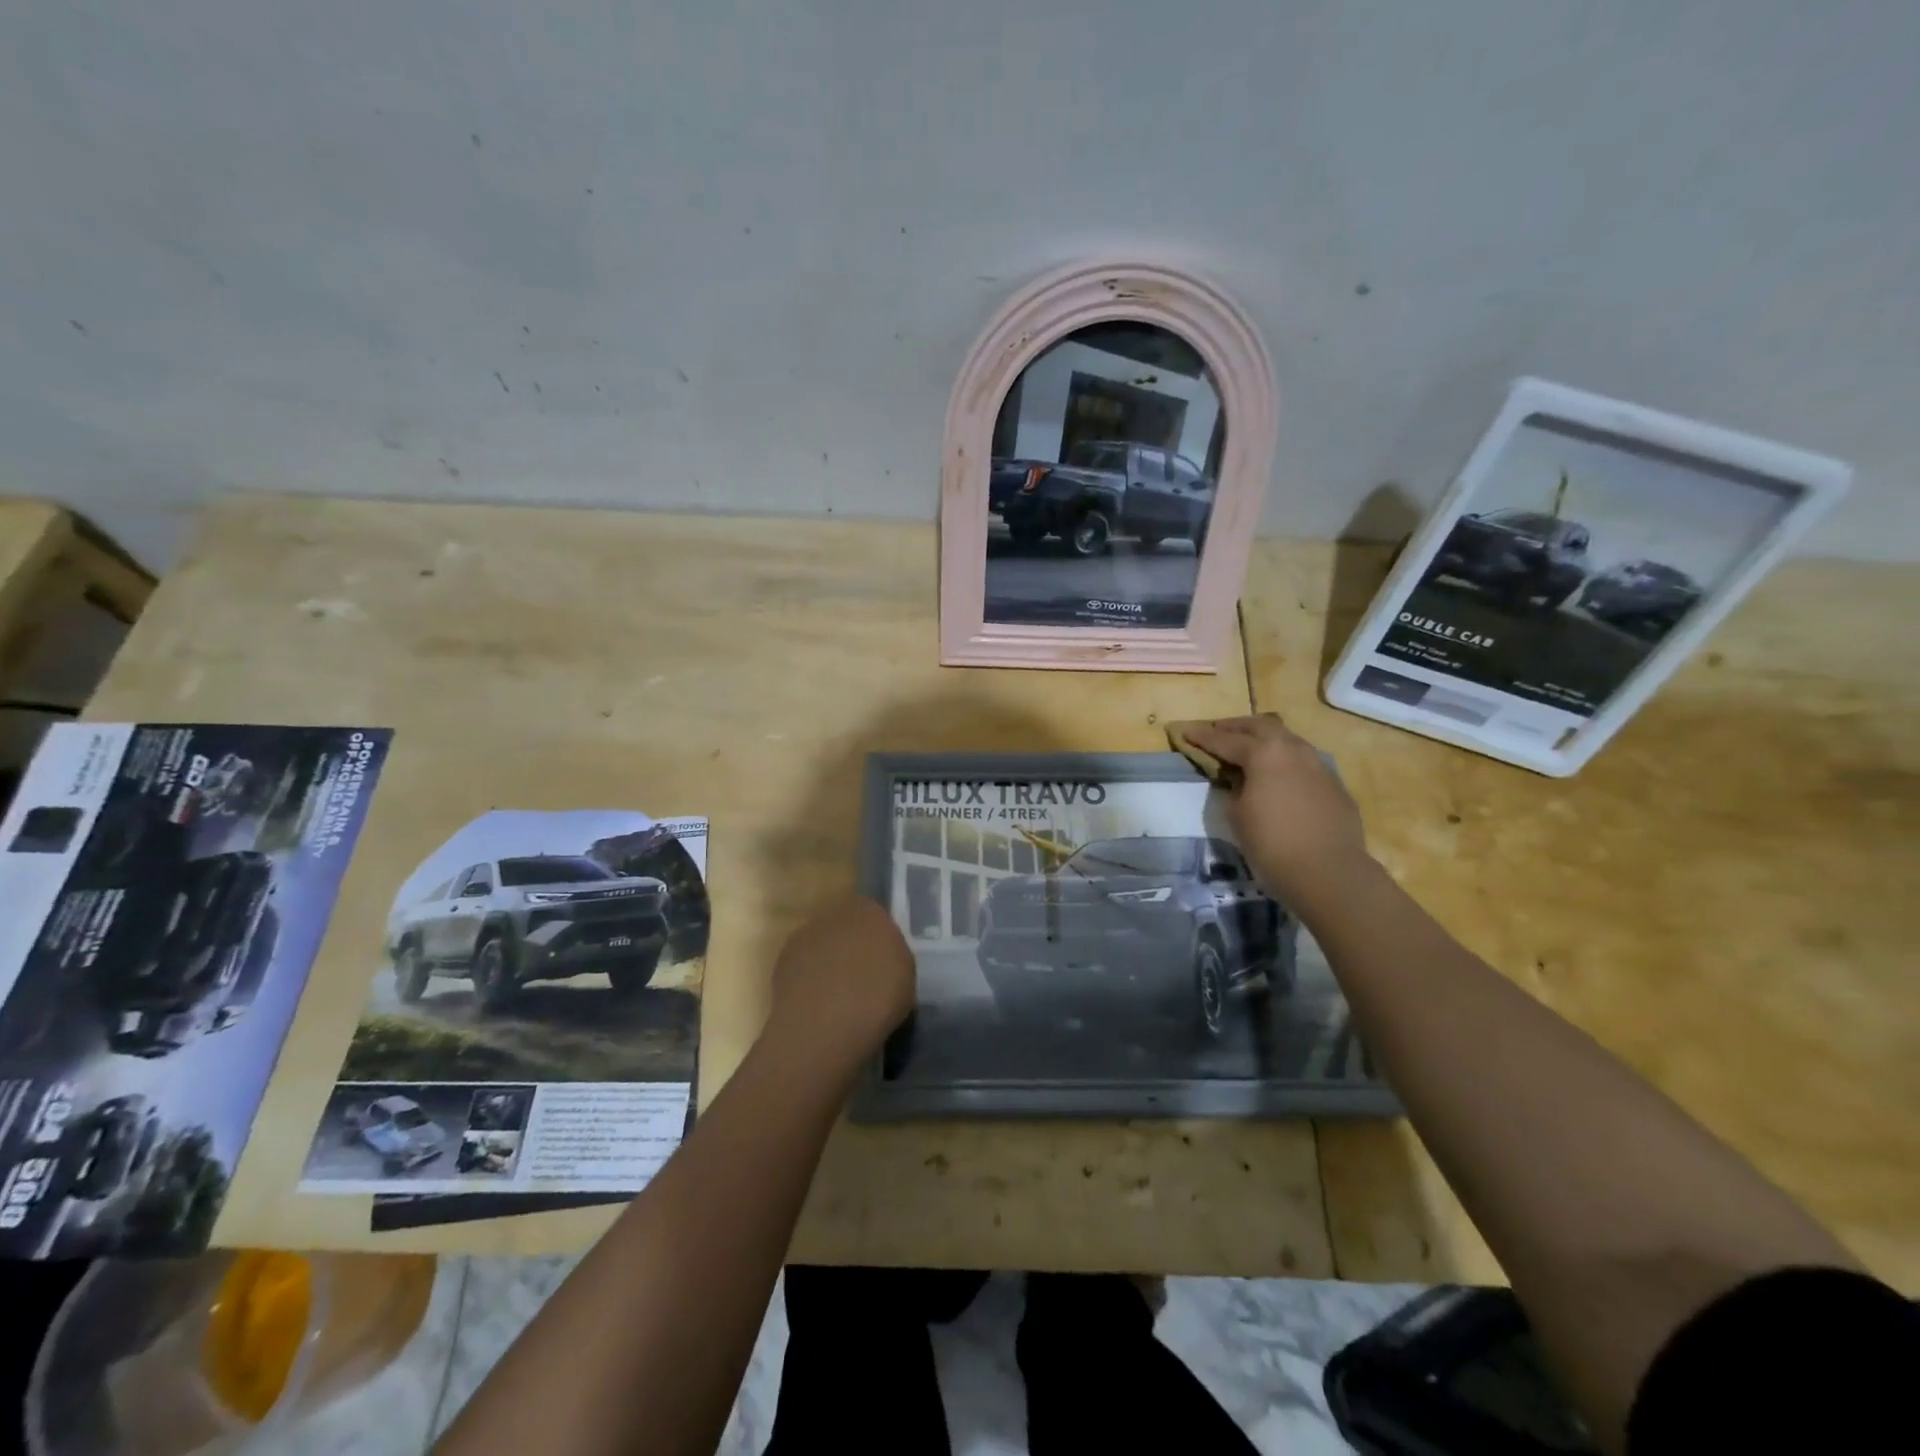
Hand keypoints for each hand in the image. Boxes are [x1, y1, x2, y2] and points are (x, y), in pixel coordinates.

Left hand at [763, 894, 914, 1076]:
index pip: (875, 913)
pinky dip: (809, 978)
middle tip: (862, 976)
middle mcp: (834, 913)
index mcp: (869, 910)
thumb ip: (892, 953)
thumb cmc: (877, 997)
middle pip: (846, 925)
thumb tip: (880, 955)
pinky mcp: (782, 961)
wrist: (824, 1025)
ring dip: (828, 961)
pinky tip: (817, 1004)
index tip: (883, 960)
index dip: (878, 937)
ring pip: (822, 944)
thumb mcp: (905, 973)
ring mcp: (805, 935)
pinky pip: (803, 965)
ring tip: (838, 996)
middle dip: (851, 945)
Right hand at [1180, 714, 1373, 909]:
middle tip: (1218, 731)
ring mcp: (1319, 766)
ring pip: (1288, 740)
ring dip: (1265, 740)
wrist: (1329, 873)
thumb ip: (1232, 789)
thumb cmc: (1271, 844)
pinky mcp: (1335, 786)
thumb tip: (1238, 780)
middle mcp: (1294, 750)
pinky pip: (1305, 764)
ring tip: (1250, 750)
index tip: (1186, 732)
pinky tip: (1279, 779)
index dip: (1203, 737)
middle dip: (1237, 727)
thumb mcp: (1236, 815)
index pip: (1226, 740)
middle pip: (1262, 726)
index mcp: (1265, 753)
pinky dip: (1286, 763)